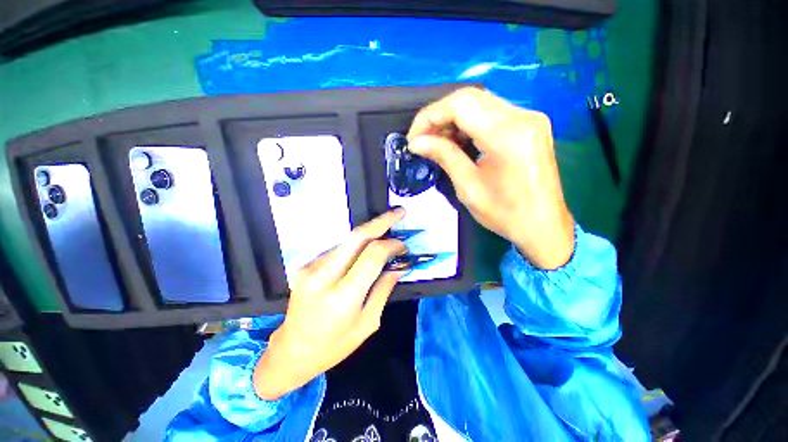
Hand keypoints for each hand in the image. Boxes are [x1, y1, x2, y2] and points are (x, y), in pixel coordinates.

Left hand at [253, 209, 407, 400]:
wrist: (292, 351)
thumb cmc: (335, 345)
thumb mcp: (368, 322)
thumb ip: (384, 289)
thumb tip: (400, 265)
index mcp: (343, 296)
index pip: (372, 255)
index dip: (392, 245)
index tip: (403, 246)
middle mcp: (324, 276)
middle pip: (357, 236)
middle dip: (381, 221)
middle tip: (398, 212)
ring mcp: (310, 268)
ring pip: (347, 240)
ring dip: (369, 234)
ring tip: (384, 235)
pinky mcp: (305, 266)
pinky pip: (337, 249)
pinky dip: (354, 246)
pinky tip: (362, 253)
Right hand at [408, 87, 573, 268]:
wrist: (543, 227)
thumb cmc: (505, 213)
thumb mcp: (468, 187)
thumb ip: (444, 156)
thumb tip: (416, 142)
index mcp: (507, 134)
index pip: (460, 104)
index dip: (429, 117)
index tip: (413, 138)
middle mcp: (522, 116)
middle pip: (470, 97)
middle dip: (439, 116)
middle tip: (423, 139)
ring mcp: (530, 118)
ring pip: (480, 103)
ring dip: (453, 119)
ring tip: (437, 142)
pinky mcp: (530, 125)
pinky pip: (492, 113)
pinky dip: (469, 123)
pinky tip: (458, 140)